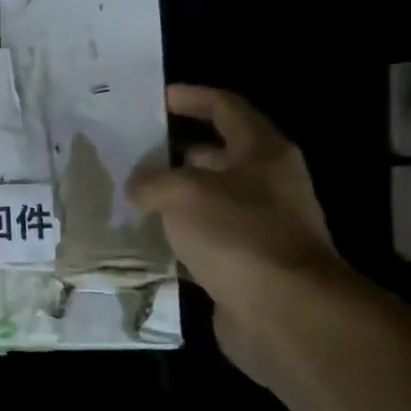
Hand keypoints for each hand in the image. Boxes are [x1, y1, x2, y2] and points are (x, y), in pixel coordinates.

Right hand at [126, 85, 340, 383]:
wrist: (284, 313)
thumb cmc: (238, 234)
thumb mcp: (184, 193)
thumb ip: (153, 181)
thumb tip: (137, 186)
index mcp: (263, 152)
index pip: (226, 109)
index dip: (192, 98)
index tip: (156, 98)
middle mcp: (265, 184)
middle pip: (215, 155)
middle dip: (173, 151)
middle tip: (129, 151)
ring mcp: (256, 226)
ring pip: (205, 200)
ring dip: (170, 197)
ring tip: (126, 194)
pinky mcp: (243, 264)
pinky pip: (202, 239)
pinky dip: (175, 236)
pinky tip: (141, 238)